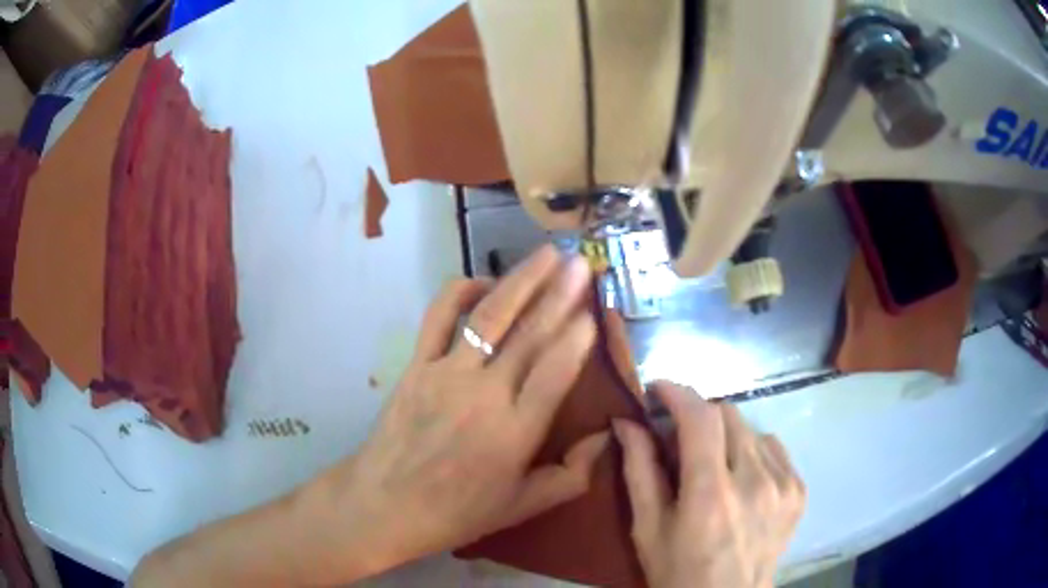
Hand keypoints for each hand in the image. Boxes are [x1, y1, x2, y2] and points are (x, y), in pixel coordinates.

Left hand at [311, 245, 609, 577]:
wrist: (384, 504)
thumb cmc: (457, 512)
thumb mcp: (522, 505)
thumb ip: (572, 475)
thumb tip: (607, 436)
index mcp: (515, 432)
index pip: (554, 373)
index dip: (577, 338)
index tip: (593, 310)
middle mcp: (484, 395)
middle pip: (528, 335)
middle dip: (559, 294)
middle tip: (580, 264)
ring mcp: (446, 374)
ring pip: (488, 317)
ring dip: (519, 281)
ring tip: (545, 255)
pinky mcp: (416, 365)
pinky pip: (439, 317)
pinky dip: (462, 292)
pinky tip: (485, 282)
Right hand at [614, 382, 804, 587]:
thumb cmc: (677, 570)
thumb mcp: (648, 528)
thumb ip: (639, 471)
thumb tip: (626, 423)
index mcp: (710, 494)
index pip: (700, 418)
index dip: (677, 393)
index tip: (658, 390)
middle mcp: (754, 481)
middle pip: (728, 414)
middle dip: (699, 417)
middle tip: (680, 438)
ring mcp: (783, 484)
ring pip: (751, 429)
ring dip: (726, 436)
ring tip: (713, 465)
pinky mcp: (799, 490)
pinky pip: (774, 448)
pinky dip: (753, 452)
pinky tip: (742, 479)